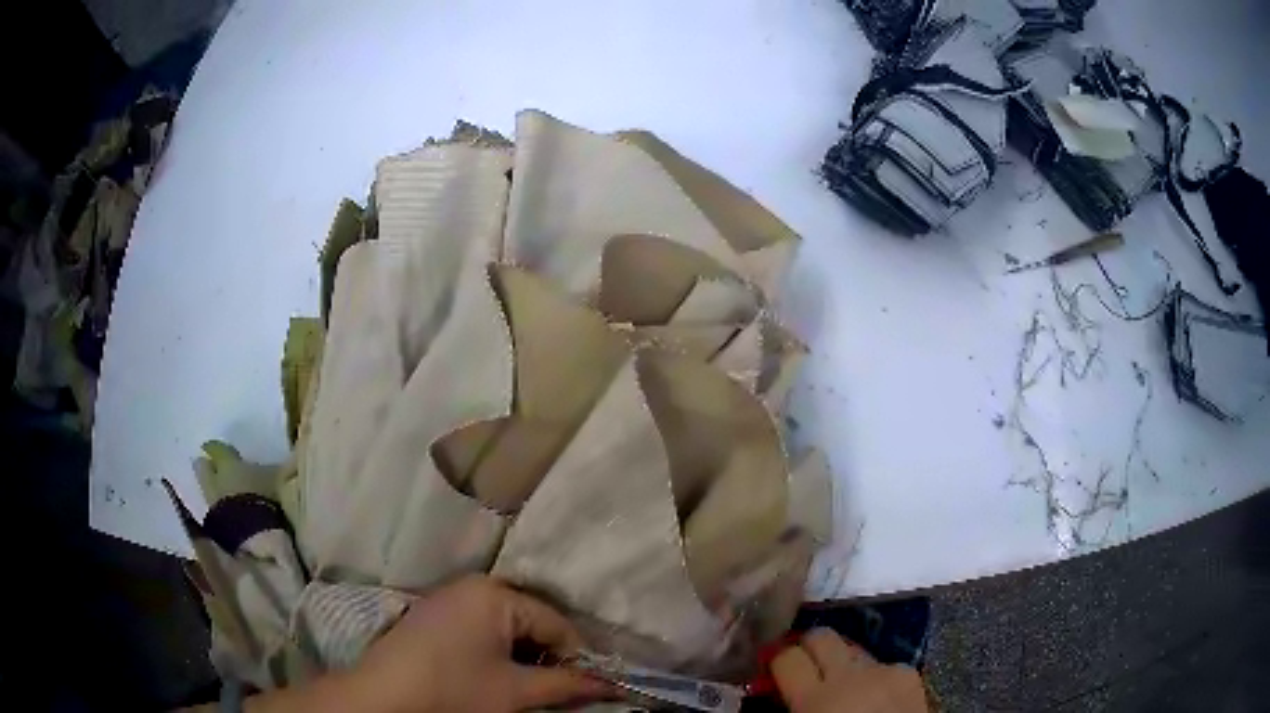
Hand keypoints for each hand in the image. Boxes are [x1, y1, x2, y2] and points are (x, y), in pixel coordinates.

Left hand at [335, 576, 608, 712]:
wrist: (382, 697)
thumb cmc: (454, 690)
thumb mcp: (515, 691)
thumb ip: (566, 684)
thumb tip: (609, 684)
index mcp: (496, 594)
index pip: (557, 624)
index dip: (577, 658)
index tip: (585, 687)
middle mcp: (474, 585)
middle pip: (531, 620)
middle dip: (548, 656)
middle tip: (553, 690)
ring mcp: (450, 598)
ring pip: (507, 625)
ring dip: (523, 655)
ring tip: (524, 687)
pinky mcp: (434, 615)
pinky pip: (482, 627)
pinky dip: (497, 650)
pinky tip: (493, 675)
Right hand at [772, 629, 927, 712]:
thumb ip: (792, 707)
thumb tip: (780, 691)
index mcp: (815, 699)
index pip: (786, 657)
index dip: (777, 658)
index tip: (772, 665)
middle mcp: (849, 675)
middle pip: (821, 636)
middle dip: (808, 645)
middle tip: (803, 664)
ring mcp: (884, 670)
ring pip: (854, 650)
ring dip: (843, 663)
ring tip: (843, 685)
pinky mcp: (910, 673)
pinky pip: (882, 665)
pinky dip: (873, 676)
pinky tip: (875, 697)